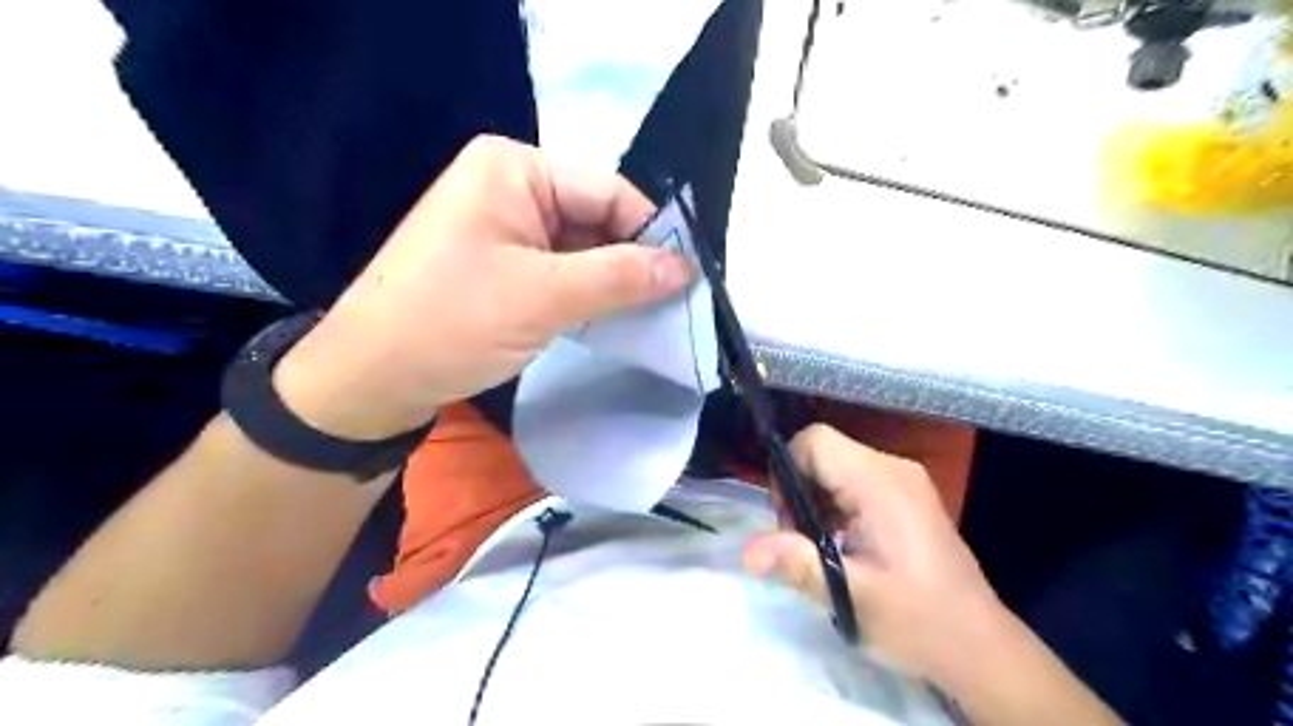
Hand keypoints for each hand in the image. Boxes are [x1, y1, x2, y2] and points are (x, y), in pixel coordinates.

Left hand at [272, 138, 696, 439]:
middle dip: (631, 263)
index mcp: (514, 167)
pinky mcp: (500, 262)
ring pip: (581, 248)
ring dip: (611, 283)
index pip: (609, 192)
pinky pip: (559, 269)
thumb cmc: (452, 323)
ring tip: (647, 319)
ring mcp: (503, 225)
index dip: (651, 235)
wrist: (370, 379)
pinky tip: (608, 320)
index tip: (685, 283)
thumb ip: (622, 276)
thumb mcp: (544, 297)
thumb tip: (686, 267)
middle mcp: (510, 184)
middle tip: (671, 308)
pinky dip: (585, 294)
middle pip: (596, 219)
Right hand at [744, 421, 1003, 681]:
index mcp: (880, 483)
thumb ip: (798, 565)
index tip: (787, 520)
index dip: (787, 471)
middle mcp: (893, 469)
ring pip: (836, 466)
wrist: (980, 647)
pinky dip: (835, 505)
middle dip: (799, 490)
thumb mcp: (852, 598)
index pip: (814, 441)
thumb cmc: (918, 621)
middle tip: (802, 541)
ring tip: (822, 548)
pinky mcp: (906, 496)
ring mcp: (903, 481)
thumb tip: (747, 552)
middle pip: (823, 452)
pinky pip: (854, 481)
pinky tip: (844, 546)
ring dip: (815, 500)